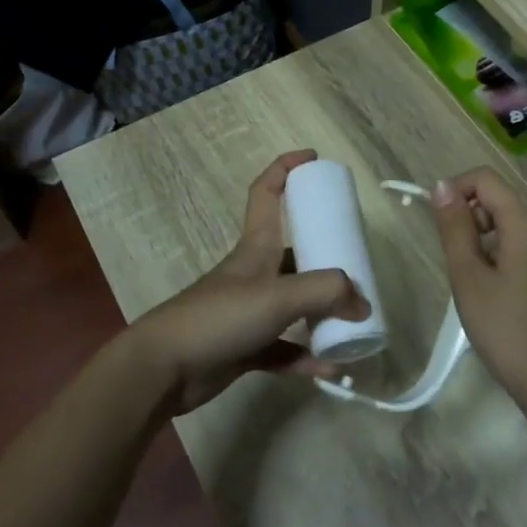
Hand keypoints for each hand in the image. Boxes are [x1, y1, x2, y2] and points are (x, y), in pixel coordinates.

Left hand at [124, 150, 367, 413]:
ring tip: (355, 321)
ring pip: (295, 303)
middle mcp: (254, 273)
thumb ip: (326, 292)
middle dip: (326, 255)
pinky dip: (306, 354)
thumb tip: (363, 303)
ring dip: (323, 312)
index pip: (267, 192)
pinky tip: (330, 365)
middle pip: (294, 252)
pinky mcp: (245, 346)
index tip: (314, 159)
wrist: (164, 368)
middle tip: (358, 266)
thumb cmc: (220, 316)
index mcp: (257, 246)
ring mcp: (249, 310)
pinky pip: (285, 347)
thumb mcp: (279, 295)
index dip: (287, 168)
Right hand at [429, 168, 526, 407]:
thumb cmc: (505, 328)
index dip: (456, 188)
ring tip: (473, 281)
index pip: (487, 179)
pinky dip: (504, 258)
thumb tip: (442, 187)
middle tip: (455, 259)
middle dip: (471, 217)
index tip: (438, 221)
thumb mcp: (468, 276)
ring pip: (514, 229)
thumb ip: (454, 228)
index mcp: (525, 224)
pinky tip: (498, 297)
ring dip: (486, 240)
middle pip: (502, 201)